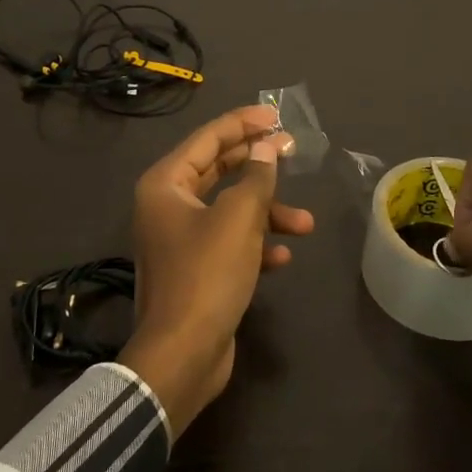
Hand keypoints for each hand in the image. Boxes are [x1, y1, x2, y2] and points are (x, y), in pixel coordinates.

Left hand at [121, 105, 314, 437]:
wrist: (182, 355)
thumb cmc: (207, 275)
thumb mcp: (239, 218)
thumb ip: (256, 177)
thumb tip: (266, 149)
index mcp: (166, 184)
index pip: (208, 139)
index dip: (243, 123)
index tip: (276, 116)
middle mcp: (168, 206)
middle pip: (218, 170)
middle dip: (258, 165)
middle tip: (292, 151)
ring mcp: (180, 239)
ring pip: (230, 209)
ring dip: (267, 212)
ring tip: (306, 223)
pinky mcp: (196, 269)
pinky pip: (229, 242)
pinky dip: (256, 244)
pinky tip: (282, 256)